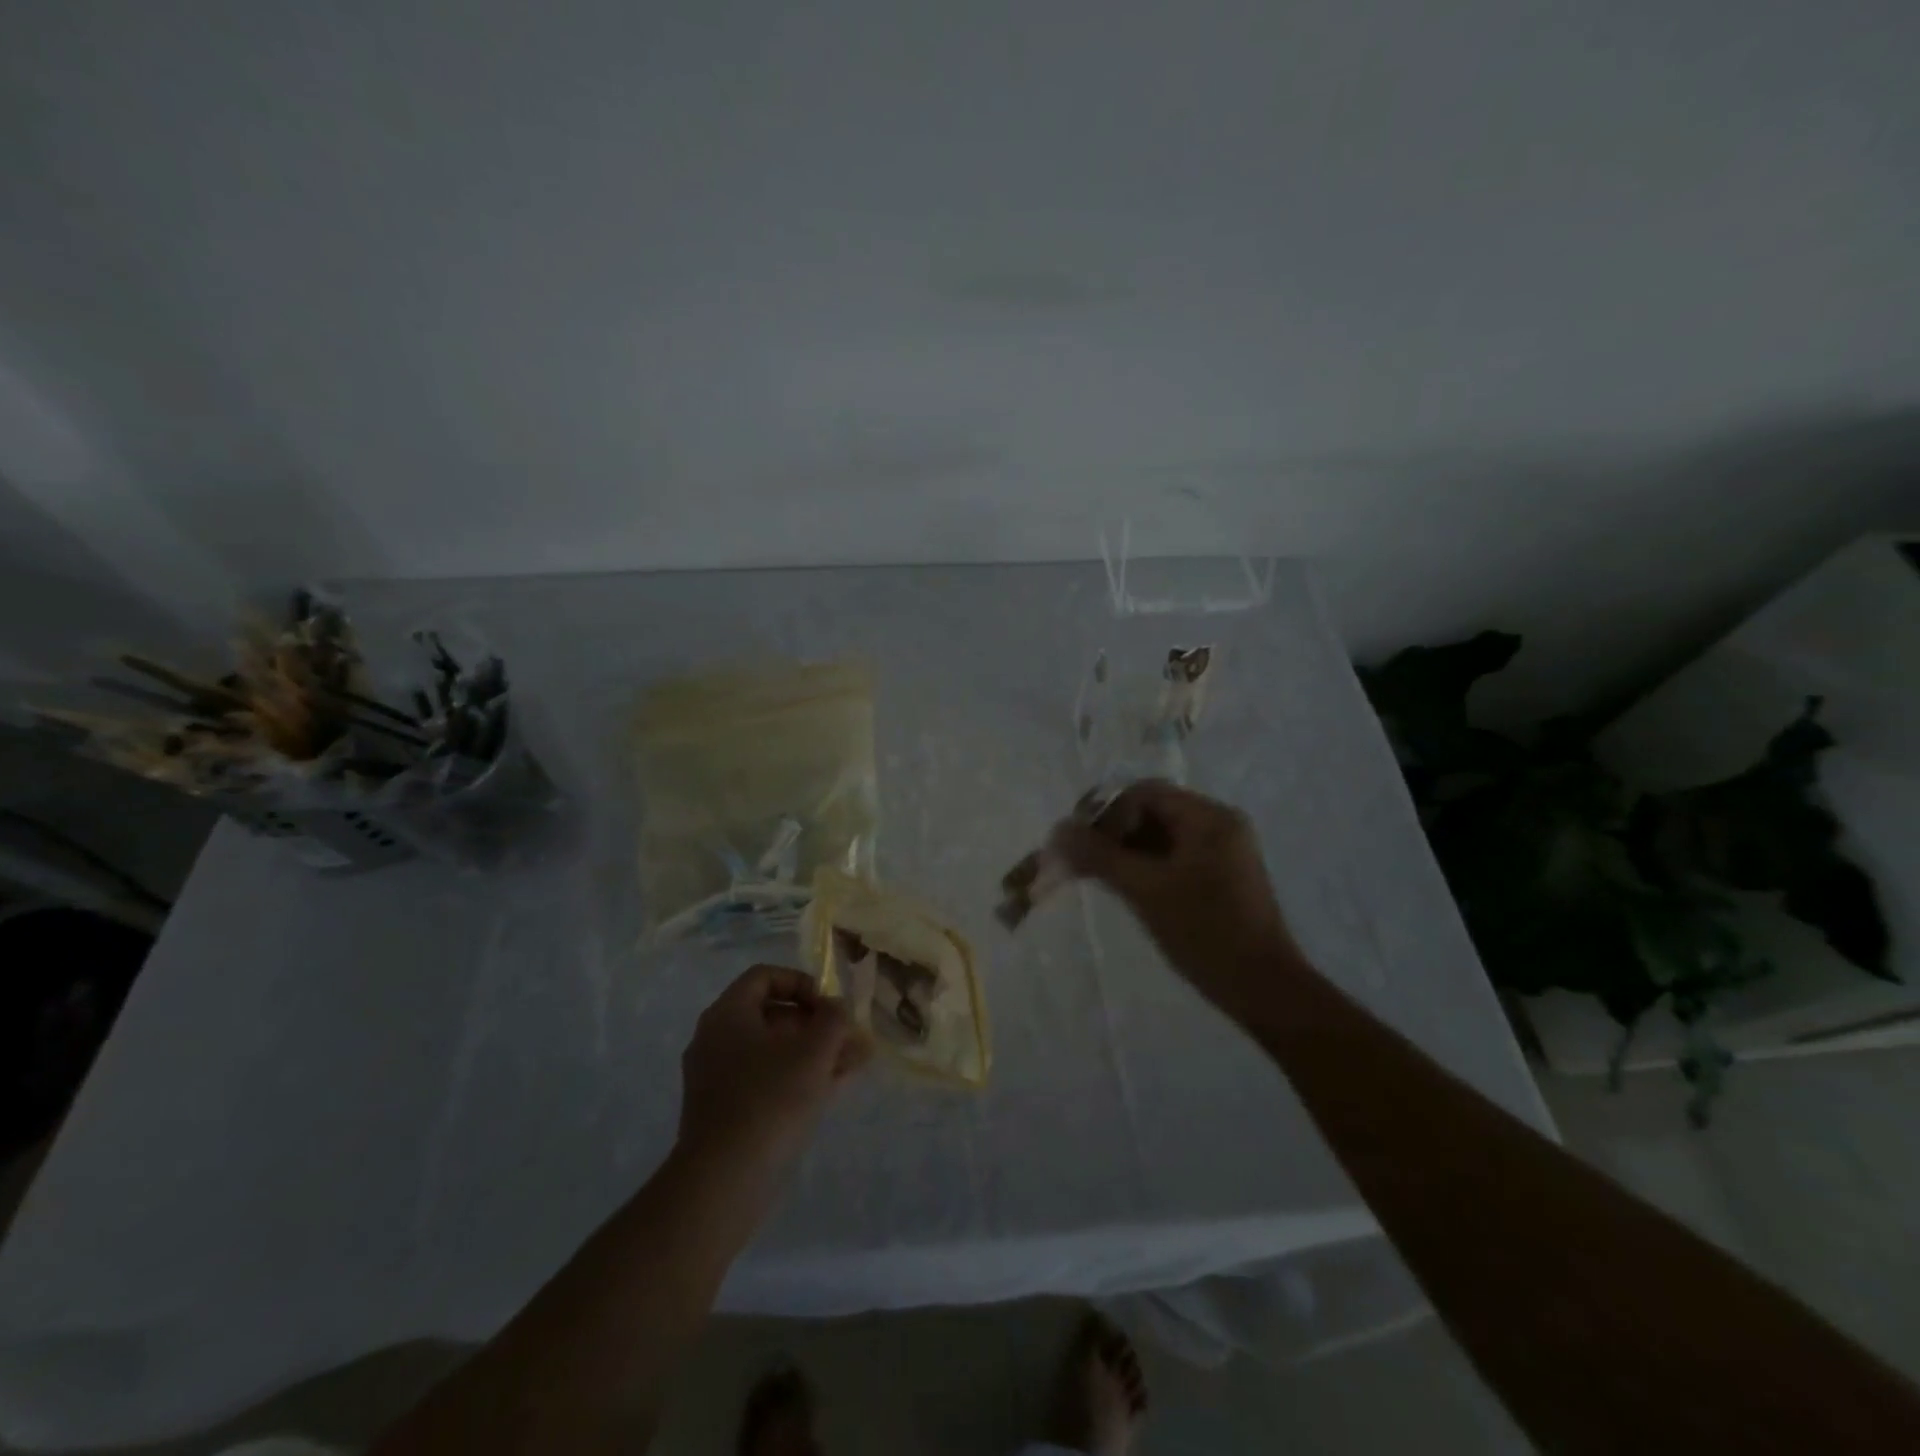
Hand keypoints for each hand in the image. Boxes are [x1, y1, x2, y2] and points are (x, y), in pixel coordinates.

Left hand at [678, 966, 870, 1180]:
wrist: (722, 1182)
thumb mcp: (814, 1052)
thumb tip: (836, 1008)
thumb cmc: (770, 1100)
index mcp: (728, 1014)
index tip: (829, 1007)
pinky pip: (763, 1080)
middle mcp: (715, 1039)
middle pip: (771, 1015)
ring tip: (852, 1064)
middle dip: (816, 1024)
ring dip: (812, 1053)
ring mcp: (716, 1078)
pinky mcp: (723, 1112)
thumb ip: (833, 1020)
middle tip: (848, 1039)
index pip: (765, 977)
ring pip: (771, 1051)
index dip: (802, 983)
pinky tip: (830, 1089)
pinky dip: (795, 1078)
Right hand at [1053, 781, 1300, 1017]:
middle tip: (1078, 858)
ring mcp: (1218, 851)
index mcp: (1208, 817)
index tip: (1077, 841)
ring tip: (1090, 873)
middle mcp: (1216, 824)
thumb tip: (1059, 831)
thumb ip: (1100, 856)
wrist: (1263, 989)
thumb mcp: (1146, 890)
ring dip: (1122, 849)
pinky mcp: (1215, 876)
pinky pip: (1169, 856)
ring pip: (1157, 835)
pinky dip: (1140, 865)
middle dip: (1110, 831)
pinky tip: (1117, 884)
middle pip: (1150, 811)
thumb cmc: (1206, 933)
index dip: (1105, 811)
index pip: (1144, 793)